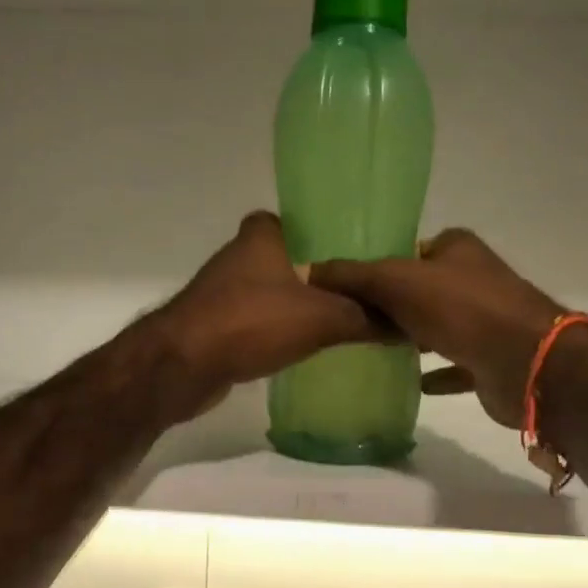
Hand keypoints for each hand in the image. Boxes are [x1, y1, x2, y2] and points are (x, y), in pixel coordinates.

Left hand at [147, 212, 385, 419]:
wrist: (181, 367)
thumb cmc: (250, 323)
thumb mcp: (321, 318)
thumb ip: (364, 318)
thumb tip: (406, 325)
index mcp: (260, 237)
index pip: (296, 220)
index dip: (324, 232)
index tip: (355, 253)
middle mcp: (238, 258)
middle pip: (288, 258)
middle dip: (318, 273)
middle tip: (359, 291)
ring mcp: (222, 293)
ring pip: (273, 292)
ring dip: (298, 305)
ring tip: (342, 320)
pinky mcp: (215, 326)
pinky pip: (258, 322)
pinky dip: (278, 331)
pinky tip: (305, 347)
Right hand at [311, 229, 566, 428]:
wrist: (526, 363)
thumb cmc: (462, 310)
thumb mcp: (396, 282)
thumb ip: (352, 276)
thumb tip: (305, 271)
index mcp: (457, 248)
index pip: (407, 250)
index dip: (377, 265)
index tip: (344, 286)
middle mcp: (473, 278)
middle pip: (420, 288)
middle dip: (390, 304)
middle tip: (349, 320)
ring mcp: (485, 319)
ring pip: (437, 325)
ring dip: (410, 335)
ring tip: (369, 347)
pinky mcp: (489, 358)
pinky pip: (453, 363)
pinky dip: (434, 371)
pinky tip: (410, 382)